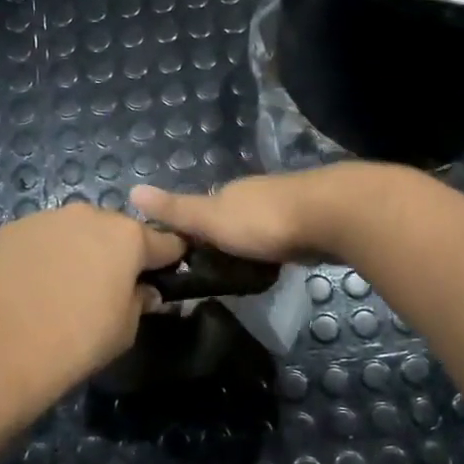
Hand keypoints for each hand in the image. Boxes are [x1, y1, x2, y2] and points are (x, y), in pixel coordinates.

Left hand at [0, 203, 185, 400]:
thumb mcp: (125, 330)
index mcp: (126, 236)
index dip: (168, 259)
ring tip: (61, 287)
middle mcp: (87, 214)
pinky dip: (41, 256)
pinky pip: (38, 239)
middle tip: (105, 286)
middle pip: (114, 230)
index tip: (164, 275)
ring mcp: (44, 218)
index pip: (164, 240)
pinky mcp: (9, 230)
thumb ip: (141, 301)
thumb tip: (143, 291)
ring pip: (72, 231)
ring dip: (76, 250)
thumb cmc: (75, 342)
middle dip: (115, 252)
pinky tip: (29, 286)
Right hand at [130, 166, 372, 263]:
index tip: (186, 257)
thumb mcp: (211, 218)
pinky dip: (279, 248)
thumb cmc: (263, 220)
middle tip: (217, 272)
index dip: (193, 230)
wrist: (332, 214)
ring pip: (262, 226)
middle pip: (234, 216)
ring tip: (247, 273)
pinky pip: (287, 237)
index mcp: (231, 192)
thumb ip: (176, 210)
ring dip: (254, 244)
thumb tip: (132, 190)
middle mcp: (257, 193)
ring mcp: (288, 205)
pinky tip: (280, 264)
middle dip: (226, 238)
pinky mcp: (313, 222)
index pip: (204, 209)